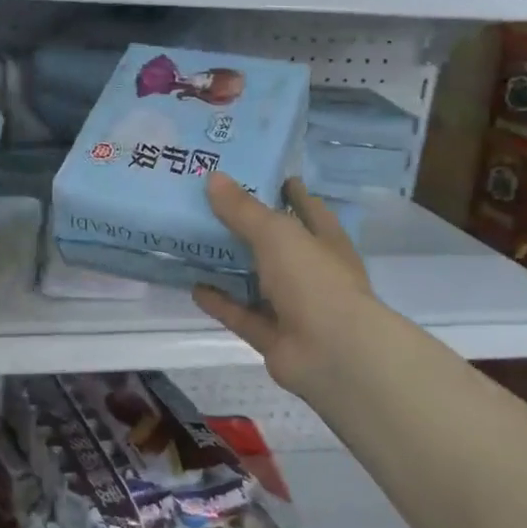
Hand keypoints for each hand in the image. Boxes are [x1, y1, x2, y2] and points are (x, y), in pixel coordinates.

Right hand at [193, 174, 375, 401]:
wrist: (332, 353)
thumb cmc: (313, 280)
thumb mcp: (277, 233)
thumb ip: (243, 209)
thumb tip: (213, 178)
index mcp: (325, 242)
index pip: (308, 209)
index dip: (288, 192)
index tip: (261, 174)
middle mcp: (312, 273)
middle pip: (277, 246)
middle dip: (248, 229)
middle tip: (209, 206)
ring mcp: (294, 308)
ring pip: (257, 282)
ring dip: (230, 268)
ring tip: (195, 246)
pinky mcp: (274, 337)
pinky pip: (242, 315)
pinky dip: (221, 303)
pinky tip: (194, 287)